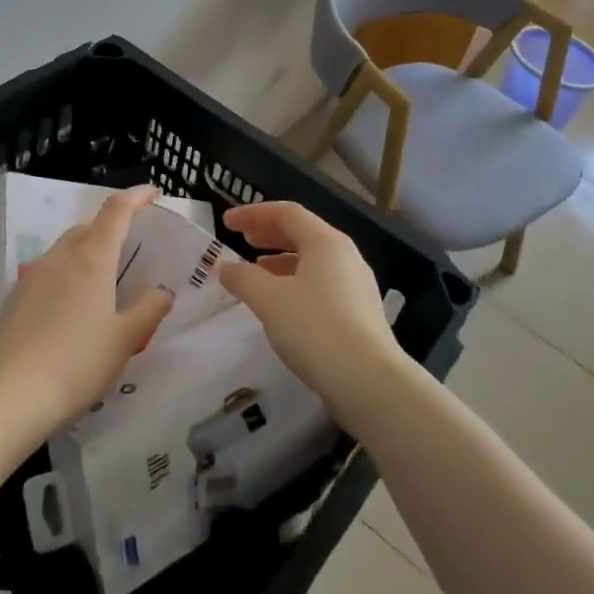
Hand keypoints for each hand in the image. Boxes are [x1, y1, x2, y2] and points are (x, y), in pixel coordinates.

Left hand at [0, 186, 171, 441]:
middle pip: (90, 225)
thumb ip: (149, 310)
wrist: (8, 398)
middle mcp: (61, 256)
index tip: (154, 193)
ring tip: (106, 272)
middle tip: (135, 240)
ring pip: (67, 246)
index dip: (137, 196)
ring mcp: (33, 275)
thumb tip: (163, 292)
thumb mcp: (124, 341)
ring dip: (89, 247)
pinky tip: (73, 302)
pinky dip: (69, 270)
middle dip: (114, 224)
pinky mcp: (15, 297)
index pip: (116, 211)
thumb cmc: (76, 365)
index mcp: (92, 259)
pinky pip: (50, 269)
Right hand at [219, 202, 410, 427]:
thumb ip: (243, 278)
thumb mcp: (269, 300)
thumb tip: (225, 267)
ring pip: (313, 260)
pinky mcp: (359, 312)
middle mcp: (345, 255)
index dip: (253, 213)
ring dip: (280, 260)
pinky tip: (281, 304)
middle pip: (302, 233)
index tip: (227, 221)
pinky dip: (295, 283)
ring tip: (256, 272)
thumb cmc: (314, 328)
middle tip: (241, 239)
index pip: (286, 212)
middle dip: (268, 233)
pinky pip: (321, 284)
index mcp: (326, 242)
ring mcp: (356, 284)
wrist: (368, 381)